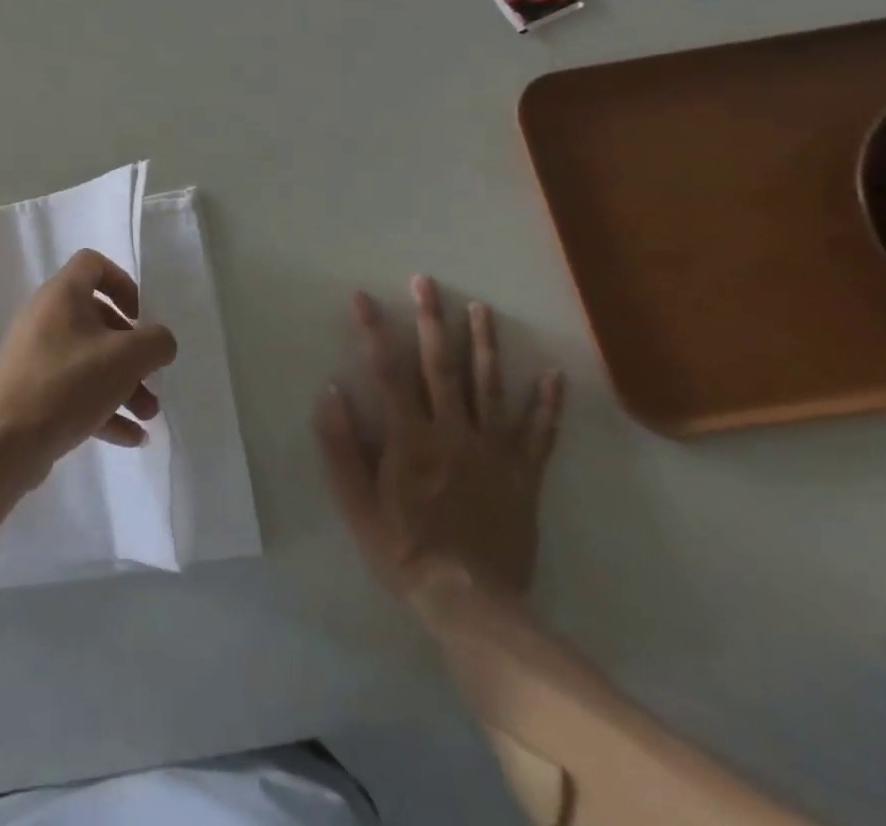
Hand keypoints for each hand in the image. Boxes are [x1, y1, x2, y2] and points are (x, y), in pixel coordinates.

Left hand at [0, 250, 176, 490]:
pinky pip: (74, 389)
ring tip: (148, 416)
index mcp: (62, 294)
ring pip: (89, 359)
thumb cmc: (69, 383)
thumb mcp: (127, 358)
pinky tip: (131, 436)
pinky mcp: (32, 389)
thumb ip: (156, 342)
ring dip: (123, 383)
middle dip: (131, 350)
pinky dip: (103, 406)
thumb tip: (160, 342)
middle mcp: (45, 316)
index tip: (139, 317)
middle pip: (97, 319)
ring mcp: (35, 354)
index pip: (93, 264)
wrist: (7, 441)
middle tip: (151, 376)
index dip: (122, 283)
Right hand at [314, 275, 563, 603]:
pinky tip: (554, 375)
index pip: (387, 372)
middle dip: (430, 320)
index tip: (363, 297)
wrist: (472, 604)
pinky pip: (539, 435)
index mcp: (409, 438)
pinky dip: (548, 404)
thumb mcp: (356, 506)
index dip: (374, 331)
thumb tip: (331, 392)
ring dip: (484, 344)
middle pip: (440, 366)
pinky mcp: (523, 475)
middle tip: (426, 282)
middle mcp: (452, 433)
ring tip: (480, 308)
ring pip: (489, 387)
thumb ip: (340, 448)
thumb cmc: (405, 552)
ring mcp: (493, 452)